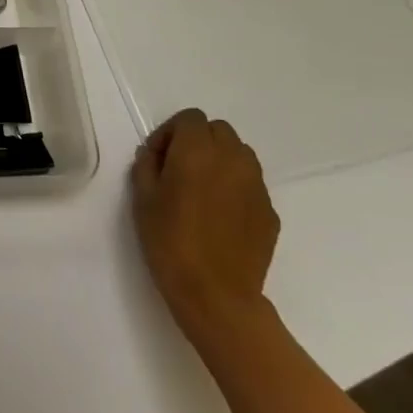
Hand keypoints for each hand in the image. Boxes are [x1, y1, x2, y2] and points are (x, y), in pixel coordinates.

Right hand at [131, 108, 278, 348]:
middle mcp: (232, 160)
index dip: (171, 133)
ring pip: (240, 154)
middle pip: (219, 130)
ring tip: (202, 189)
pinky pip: (251, 184)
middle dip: (198, 141)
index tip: (159, 158)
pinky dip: (235, 187)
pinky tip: (220, 215)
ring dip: (220, 160)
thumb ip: (147, 164)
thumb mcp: (142, 198)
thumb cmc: (169, 241)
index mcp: (197, 151)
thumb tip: (156, 154)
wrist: (215, 294)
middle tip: (179, 169)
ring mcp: (257, 186)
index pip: (190, 118)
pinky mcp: (270, 212)